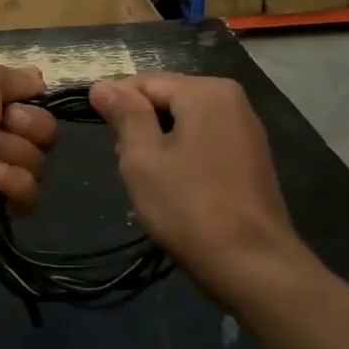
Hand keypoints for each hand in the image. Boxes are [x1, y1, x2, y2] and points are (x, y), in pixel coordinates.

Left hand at [0, 58, 56, 253]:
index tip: (18, 102)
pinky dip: (12, 184)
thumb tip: (37, 80)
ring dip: (14, 155)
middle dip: (28, 127)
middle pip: (42, 128)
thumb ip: (15, 77)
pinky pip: (28, 193)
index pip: (30, 95)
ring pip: (37, 160)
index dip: (32, 99)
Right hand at [89, 73, 305, 305]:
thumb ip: (124, 115)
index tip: (96, 132)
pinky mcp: (251, 160)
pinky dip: (183, 158)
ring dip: (160, 146)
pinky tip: (174, 190)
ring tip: (147, 181)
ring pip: (185, 124)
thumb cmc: (189, 206)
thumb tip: (102, 85)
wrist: (253, 265)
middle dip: (140, 127)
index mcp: (207, 91)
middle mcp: (232, 100)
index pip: (145, 82)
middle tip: (125, 165)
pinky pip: (205, 144)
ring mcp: (246, 131)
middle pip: (167, 100)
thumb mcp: (143, 158)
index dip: (114, 104)